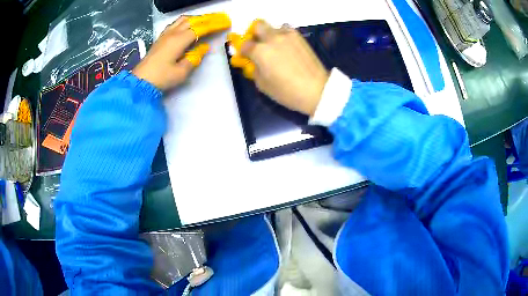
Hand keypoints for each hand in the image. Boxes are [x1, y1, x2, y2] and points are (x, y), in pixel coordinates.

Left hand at [133, 13, 230, 90]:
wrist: (140, 81)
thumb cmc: (161, 78)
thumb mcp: (182, 72)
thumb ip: (195, 58)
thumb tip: (204, 47)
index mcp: (179, 40)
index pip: (201, 28)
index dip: (214, 25)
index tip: (226, 23)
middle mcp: (173, 33)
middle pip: (193, 20)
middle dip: (208, 18)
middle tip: (220, 18)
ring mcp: (165, 35)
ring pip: (183, 20)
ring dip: (197, 18)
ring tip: (206, 20)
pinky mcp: (160, 38)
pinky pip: (175, 24)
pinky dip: (186, 22)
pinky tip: (188, 25)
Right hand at [232, 20, 328, 115]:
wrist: (316, 90)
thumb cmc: (287, 91)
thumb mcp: (263, 85)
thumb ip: (254, 70)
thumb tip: (253, 62)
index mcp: (260, 51)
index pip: (244, 44)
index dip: (242, 50)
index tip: (245, 56)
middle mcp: (272, 38)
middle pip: (258, 26)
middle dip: (254, 34)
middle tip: (257, 45)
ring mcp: (287, 36)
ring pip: (273, 26)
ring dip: (270, 34)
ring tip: (274, 46)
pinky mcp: (300, 38)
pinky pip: (287, 30)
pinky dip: (283, 35)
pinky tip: (286, 47)